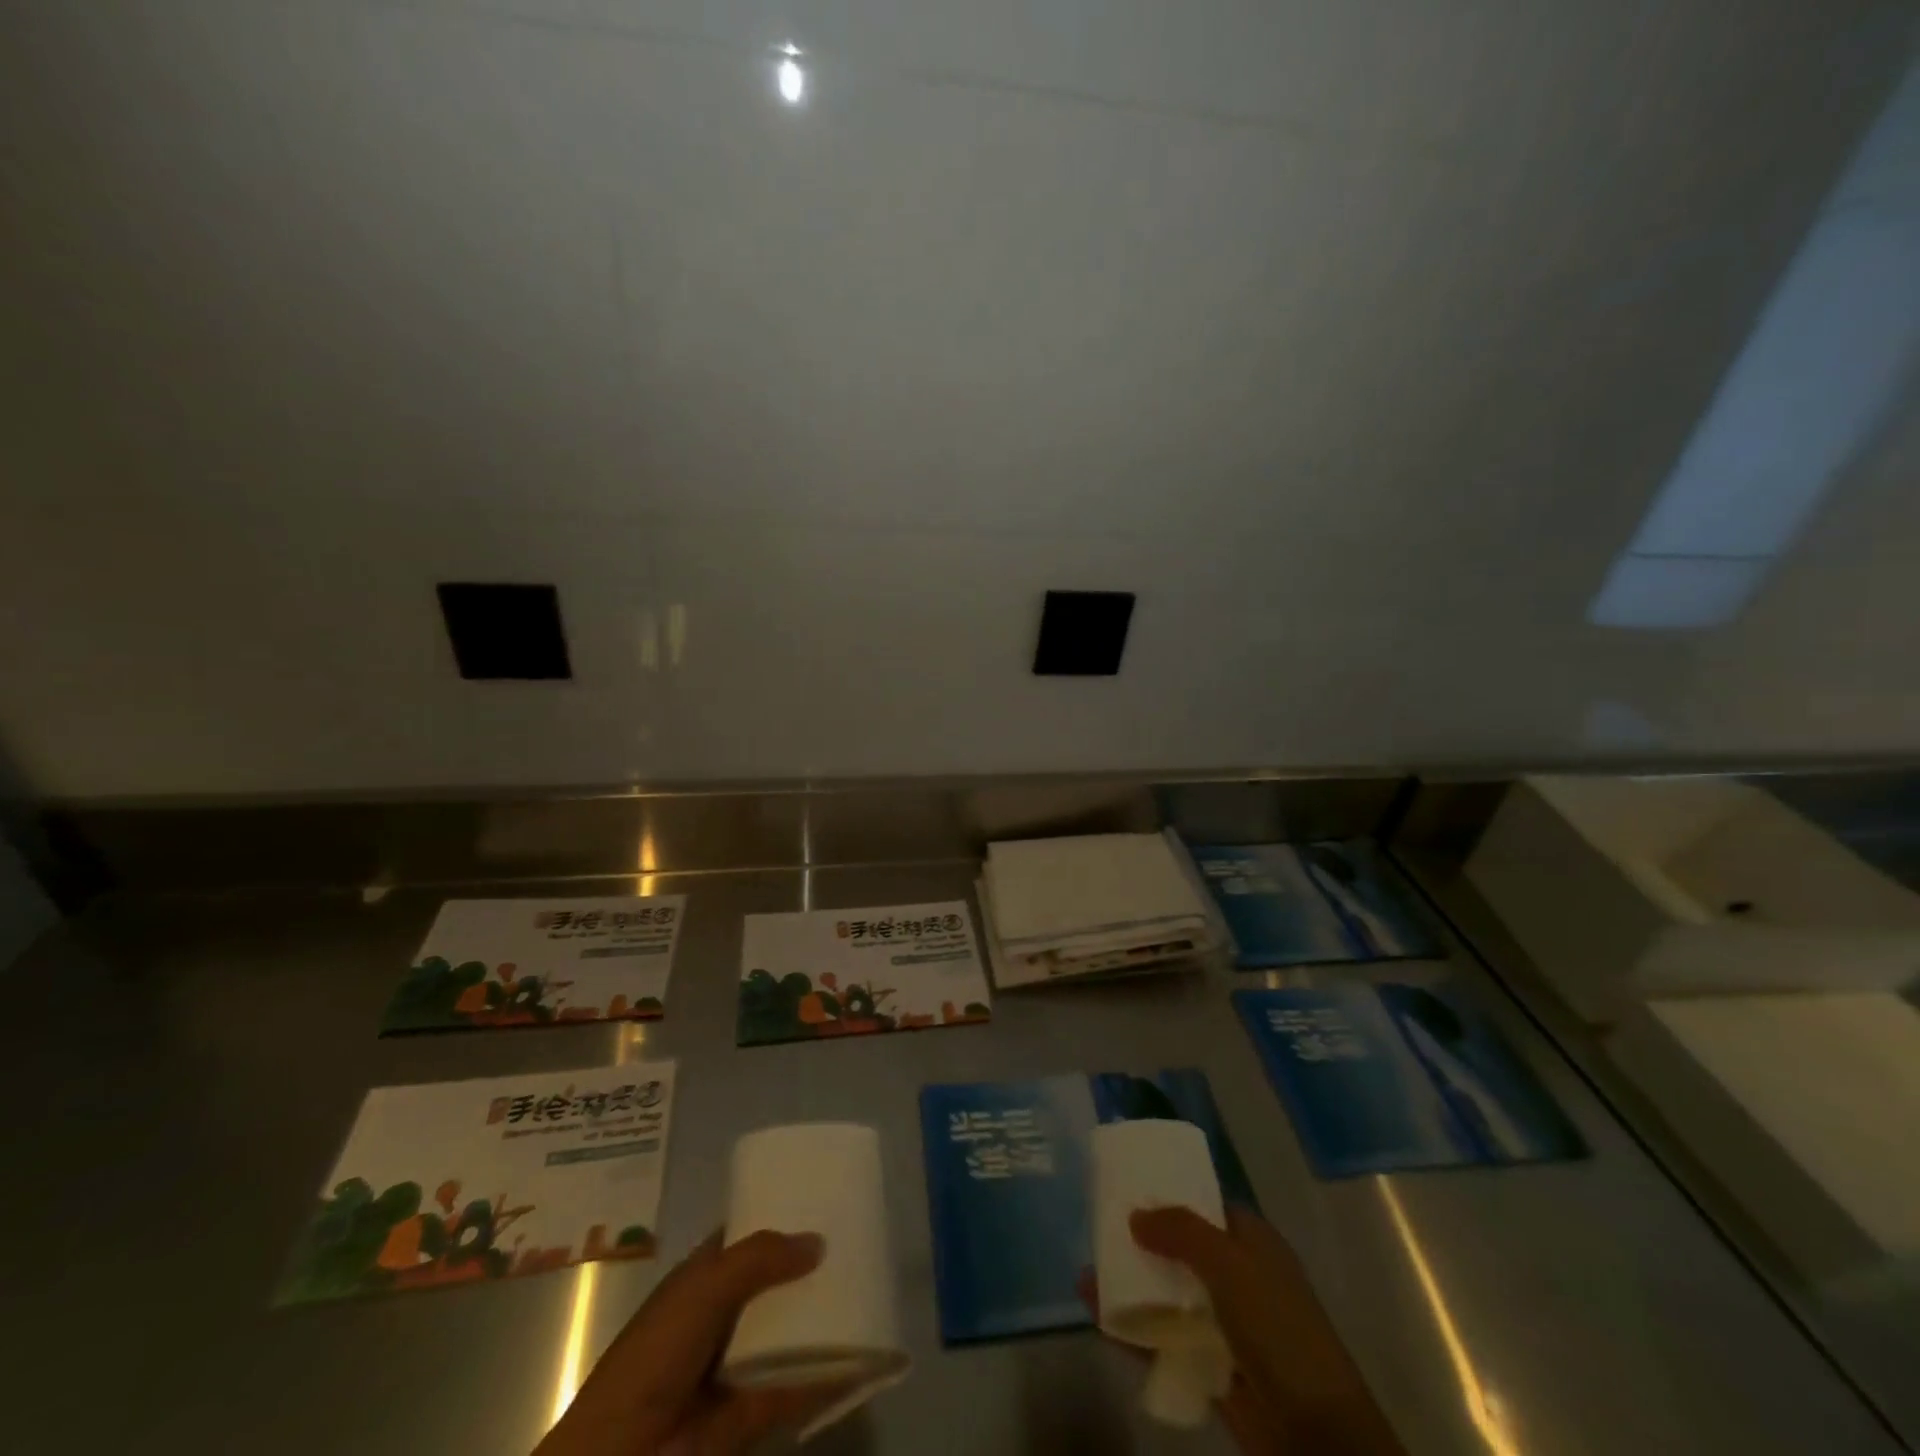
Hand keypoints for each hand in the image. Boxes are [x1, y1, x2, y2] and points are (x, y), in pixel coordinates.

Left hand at [535, 1230, 851, 1455]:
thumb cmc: (655, 1355)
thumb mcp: (704, 1288)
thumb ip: (760, 1258)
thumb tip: (818, 1241)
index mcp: (702, 1279)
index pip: (745, 1237)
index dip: (780, 1218)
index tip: (823, 1200)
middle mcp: (721, 1315)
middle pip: (774, 1282)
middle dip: (809, 1266)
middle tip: (858, 1241)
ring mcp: (737, 1364)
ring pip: (788, 1330)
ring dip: (822, 1315)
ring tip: (869, 1285)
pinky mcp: (753, 1411)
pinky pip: (798, 1384)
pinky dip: (828, 1372)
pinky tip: (862, 1352)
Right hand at [1082, 1207, 1404, 1455]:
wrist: (1316, 1434)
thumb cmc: (1277, 1328)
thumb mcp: (1229, 1263)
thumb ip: (1180, 1231)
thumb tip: (1134, 1214)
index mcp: (1252, 1242)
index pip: (1205, 1205)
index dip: (1170, 1196)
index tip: (1128, 1189)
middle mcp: (1239, 1276)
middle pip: (1182, 1249)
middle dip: (1144, 1242)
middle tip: (1099, 1232)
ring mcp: (1225, 1324)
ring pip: (1170, 1295)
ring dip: (1133, 1287)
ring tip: (1089, 1278)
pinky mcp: (1211, 1366)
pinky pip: (1167, 1340)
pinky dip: (1136, 1331)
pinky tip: (1101, 1320)